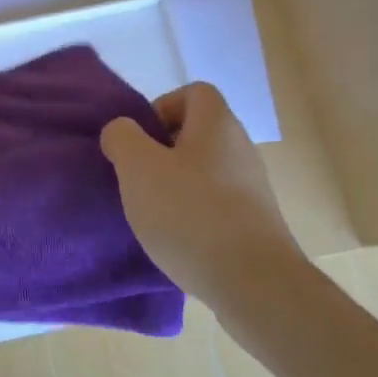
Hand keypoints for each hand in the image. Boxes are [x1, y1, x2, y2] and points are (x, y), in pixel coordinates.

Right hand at [100, 82, 301, 322]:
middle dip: (163, 152)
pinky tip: (178, 241)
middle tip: (140, 179)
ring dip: (176, 186)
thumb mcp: (138, 167)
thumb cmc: (190, 213)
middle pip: (197, 133)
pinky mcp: (256, 225)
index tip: (141, 142)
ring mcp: (252, 188)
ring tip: (155, 214)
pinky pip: (216, 205)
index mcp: (217, 123)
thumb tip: (122, 132)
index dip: (162, 108)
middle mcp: (240, 148)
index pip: (193, 92)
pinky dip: (194, 216)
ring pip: (205, 172)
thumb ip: (122, 138)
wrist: (254, 284)